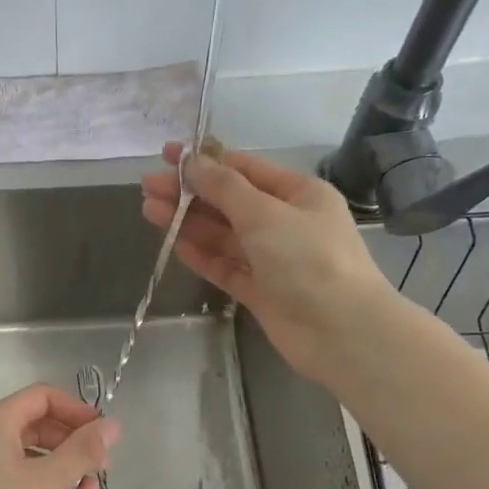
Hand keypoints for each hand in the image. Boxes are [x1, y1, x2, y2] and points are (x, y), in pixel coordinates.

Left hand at [0, 384, 119, 488]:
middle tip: (100, 470)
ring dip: (58, 465)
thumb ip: (83, 451)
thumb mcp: (49, 482)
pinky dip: (36, 480)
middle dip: (71, 442)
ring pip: (23, 450)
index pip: (43, 396)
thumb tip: (113, 424)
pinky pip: (8, 470)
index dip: (77, 410)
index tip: (103, 435)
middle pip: (34, 422)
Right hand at [142, 143, 391, 384]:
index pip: (245, 169)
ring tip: (149, 211)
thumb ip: (224, 187)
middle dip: (190, 192)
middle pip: (229, 201)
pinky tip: (176, 245)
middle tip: (148, 187)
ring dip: (189, 222)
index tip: (167, 157)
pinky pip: (226, 267)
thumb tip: (191, 161)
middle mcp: (285, 222)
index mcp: (297, 193)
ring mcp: (272, 259)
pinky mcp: (260, 291)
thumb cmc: (309, 260)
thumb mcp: (265, 213)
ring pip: (224, 235)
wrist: (341, 332)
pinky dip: (203, 256)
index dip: (205, 161)